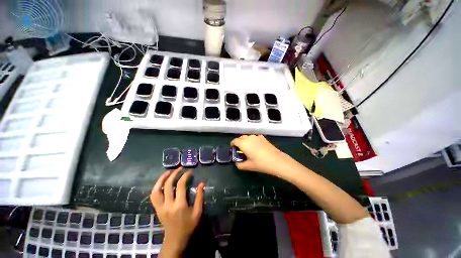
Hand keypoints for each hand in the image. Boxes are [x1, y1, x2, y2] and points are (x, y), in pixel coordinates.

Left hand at [150, 167, 204, 256]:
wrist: (175, 239)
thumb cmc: (188, 225)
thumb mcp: (198, 212)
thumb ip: (200, 197)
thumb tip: (201, 183)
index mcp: (179, 205)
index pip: (180, 185)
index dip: (185, 176)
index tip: (189, 172)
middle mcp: (168, 204)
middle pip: (168, 185)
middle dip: (174, 174)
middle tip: (180, 168)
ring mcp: (160, 207)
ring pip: (157, 190)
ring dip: (162, 179)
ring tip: (168, 172)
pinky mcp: (157, 209)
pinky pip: (153, 196)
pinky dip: (156, 187)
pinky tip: (161, 182)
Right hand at [231, 135, 292, 175]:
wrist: (276, 161)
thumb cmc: (261, 163)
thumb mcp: (249, 166)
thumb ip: (240, 165)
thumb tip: (237, 164)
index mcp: (244, 144)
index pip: (235, 141)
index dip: (233, 144)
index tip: (233, 148)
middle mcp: (249, 138)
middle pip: (241, 137)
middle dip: (239, 142)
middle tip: (240, 149)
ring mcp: (256, 137)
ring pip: (248, 136)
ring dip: (245, 140)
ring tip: (248, 147)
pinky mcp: (263, 138)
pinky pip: (255, 137)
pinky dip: (253, 140)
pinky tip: (256, 145)